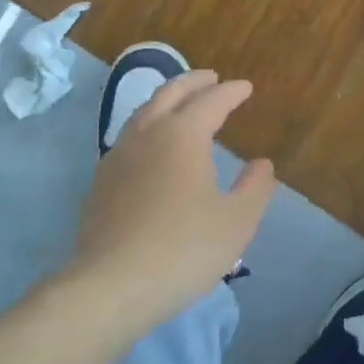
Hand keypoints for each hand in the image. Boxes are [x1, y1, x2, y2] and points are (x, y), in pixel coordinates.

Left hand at [70, 70, 274, 331]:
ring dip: (166, 100)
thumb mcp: (236, 222)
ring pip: (144, 113)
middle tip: (211, 78)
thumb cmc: (183, 248)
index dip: (231, 92)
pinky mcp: (101, 182)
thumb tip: (262, 164)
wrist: (111, 285)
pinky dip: (148, 127)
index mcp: (183, 135)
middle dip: (193, 82)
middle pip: (170, 94)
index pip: (211, 101)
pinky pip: (128, 138)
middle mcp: (147, 134)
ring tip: (181, 106)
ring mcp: (118, 156)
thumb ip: (255, 188)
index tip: (245, 87)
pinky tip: (152, 148)